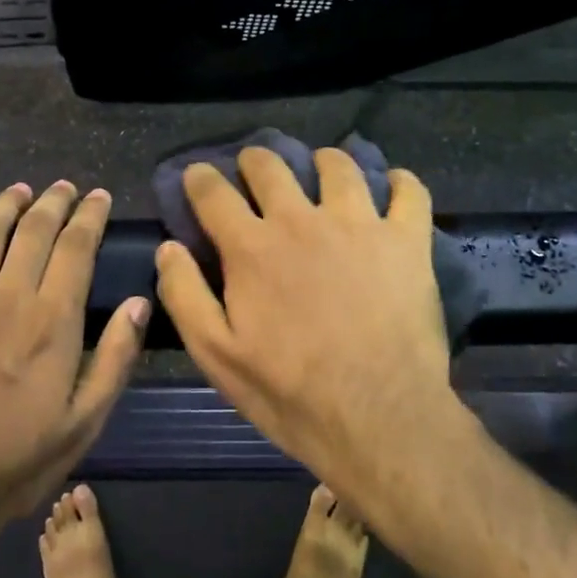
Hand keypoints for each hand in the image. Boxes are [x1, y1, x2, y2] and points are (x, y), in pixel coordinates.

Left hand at [0, 181, 147, 565]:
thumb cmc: (18, 458)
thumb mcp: (85, 421)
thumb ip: (115, 358)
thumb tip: (138, 302)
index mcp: (52, 320)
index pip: (76, 247)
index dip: (90, 215)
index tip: (99, 196)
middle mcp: (8, 295)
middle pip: (35, 229)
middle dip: (55, 202)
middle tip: (66, 188)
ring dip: (6, 204)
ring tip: (22, 190)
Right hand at [154, 147, 464, 511]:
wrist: (380, 418)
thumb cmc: (290, 391)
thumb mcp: (217, 355)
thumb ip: (184, 295)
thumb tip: (169, 247)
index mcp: (251, 247)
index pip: (213, 193)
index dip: (200, 178)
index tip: (198, 175)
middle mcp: (300, 220)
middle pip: (270, 165)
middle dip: (254, 160)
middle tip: (255, 168)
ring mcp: (358, 225)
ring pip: (337, 166)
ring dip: (322, 161)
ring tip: (322, 169)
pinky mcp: (406, 241)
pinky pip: (407, 191)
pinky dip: (399, 182)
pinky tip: (392, 185)